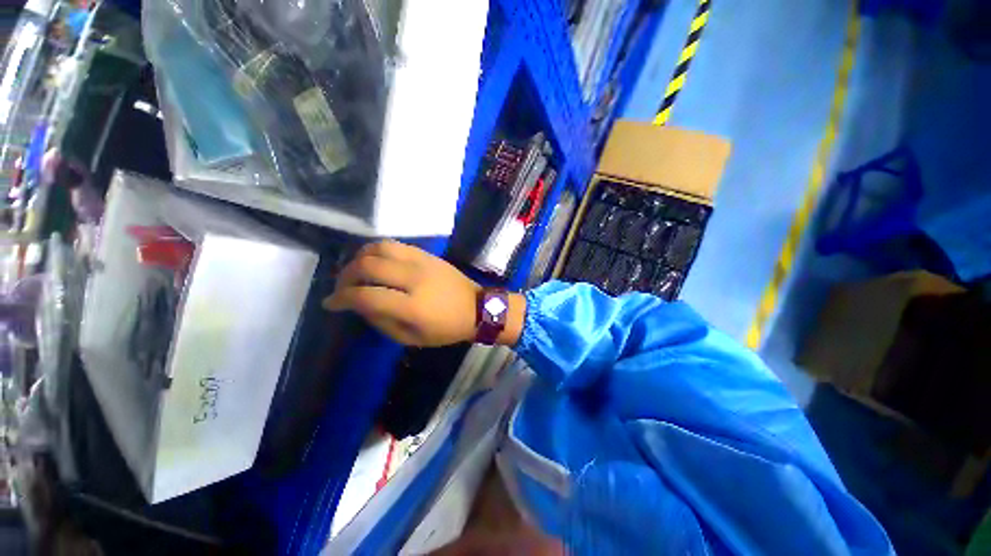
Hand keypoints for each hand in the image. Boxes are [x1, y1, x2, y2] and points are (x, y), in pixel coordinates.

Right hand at [323, 240, 482, 346]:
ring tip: (357, 271)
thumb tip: (357, 304)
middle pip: (368, 265)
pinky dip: (377, 250)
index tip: (330, 303)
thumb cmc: (446, 328)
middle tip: (343, 287)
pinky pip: (395, 244)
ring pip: (380, 247)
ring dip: (360, 258)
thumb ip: (381, 321)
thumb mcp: (411, 337)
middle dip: (346, 276)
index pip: (365, 295)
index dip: (341, 298)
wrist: (477, 308)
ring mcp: (422, 261)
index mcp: (412, 305)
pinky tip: (375, 261)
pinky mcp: (428, 254)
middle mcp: (415, 278)